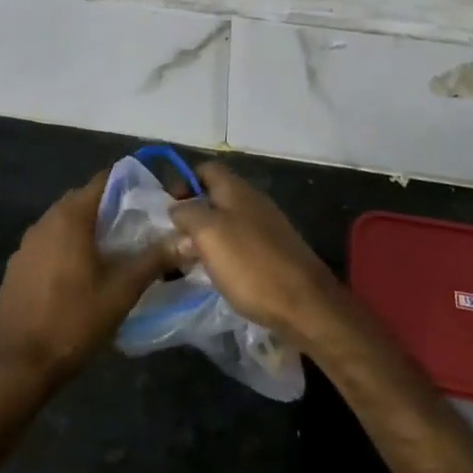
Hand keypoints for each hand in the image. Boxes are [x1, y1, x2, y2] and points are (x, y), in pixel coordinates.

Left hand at [0, 171, 181, 389]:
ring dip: (88, 229)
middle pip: (83, 200)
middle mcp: (44, 221)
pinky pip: (48, 243)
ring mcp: (26, 244)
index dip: (129, 184)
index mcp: (69, 217)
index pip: (103, 181)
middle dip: (111, 208)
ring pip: (64, 223)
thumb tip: (188, 239)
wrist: (20, 365)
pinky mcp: (17, 266)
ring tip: (116, 251)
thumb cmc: (74, 321)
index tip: (152, 198)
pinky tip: (81, 275)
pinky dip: (67, 247)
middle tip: (140, 227)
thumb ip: (155, 260)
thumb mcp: (122, 291)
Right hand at [168, 162, 343, 342]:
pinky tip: (218, 274)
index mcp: (236, 189)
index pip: (205, 169)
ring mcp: (267, 226)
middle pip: (215, 196)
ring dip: (207, 237)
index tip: (169, 209)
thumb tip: (178, 207)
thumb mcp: (208, 233)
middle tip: (174, 241)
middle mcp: (253, 200)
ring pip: (227, 222)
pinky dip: (225, 254)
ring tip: (191, 261)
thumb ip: (188, 213)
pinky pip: (241, 244)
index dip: (184, 182)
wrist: (304, 303)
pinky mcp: (275, 251)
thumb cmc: (250, 264)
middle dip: (193, 214)